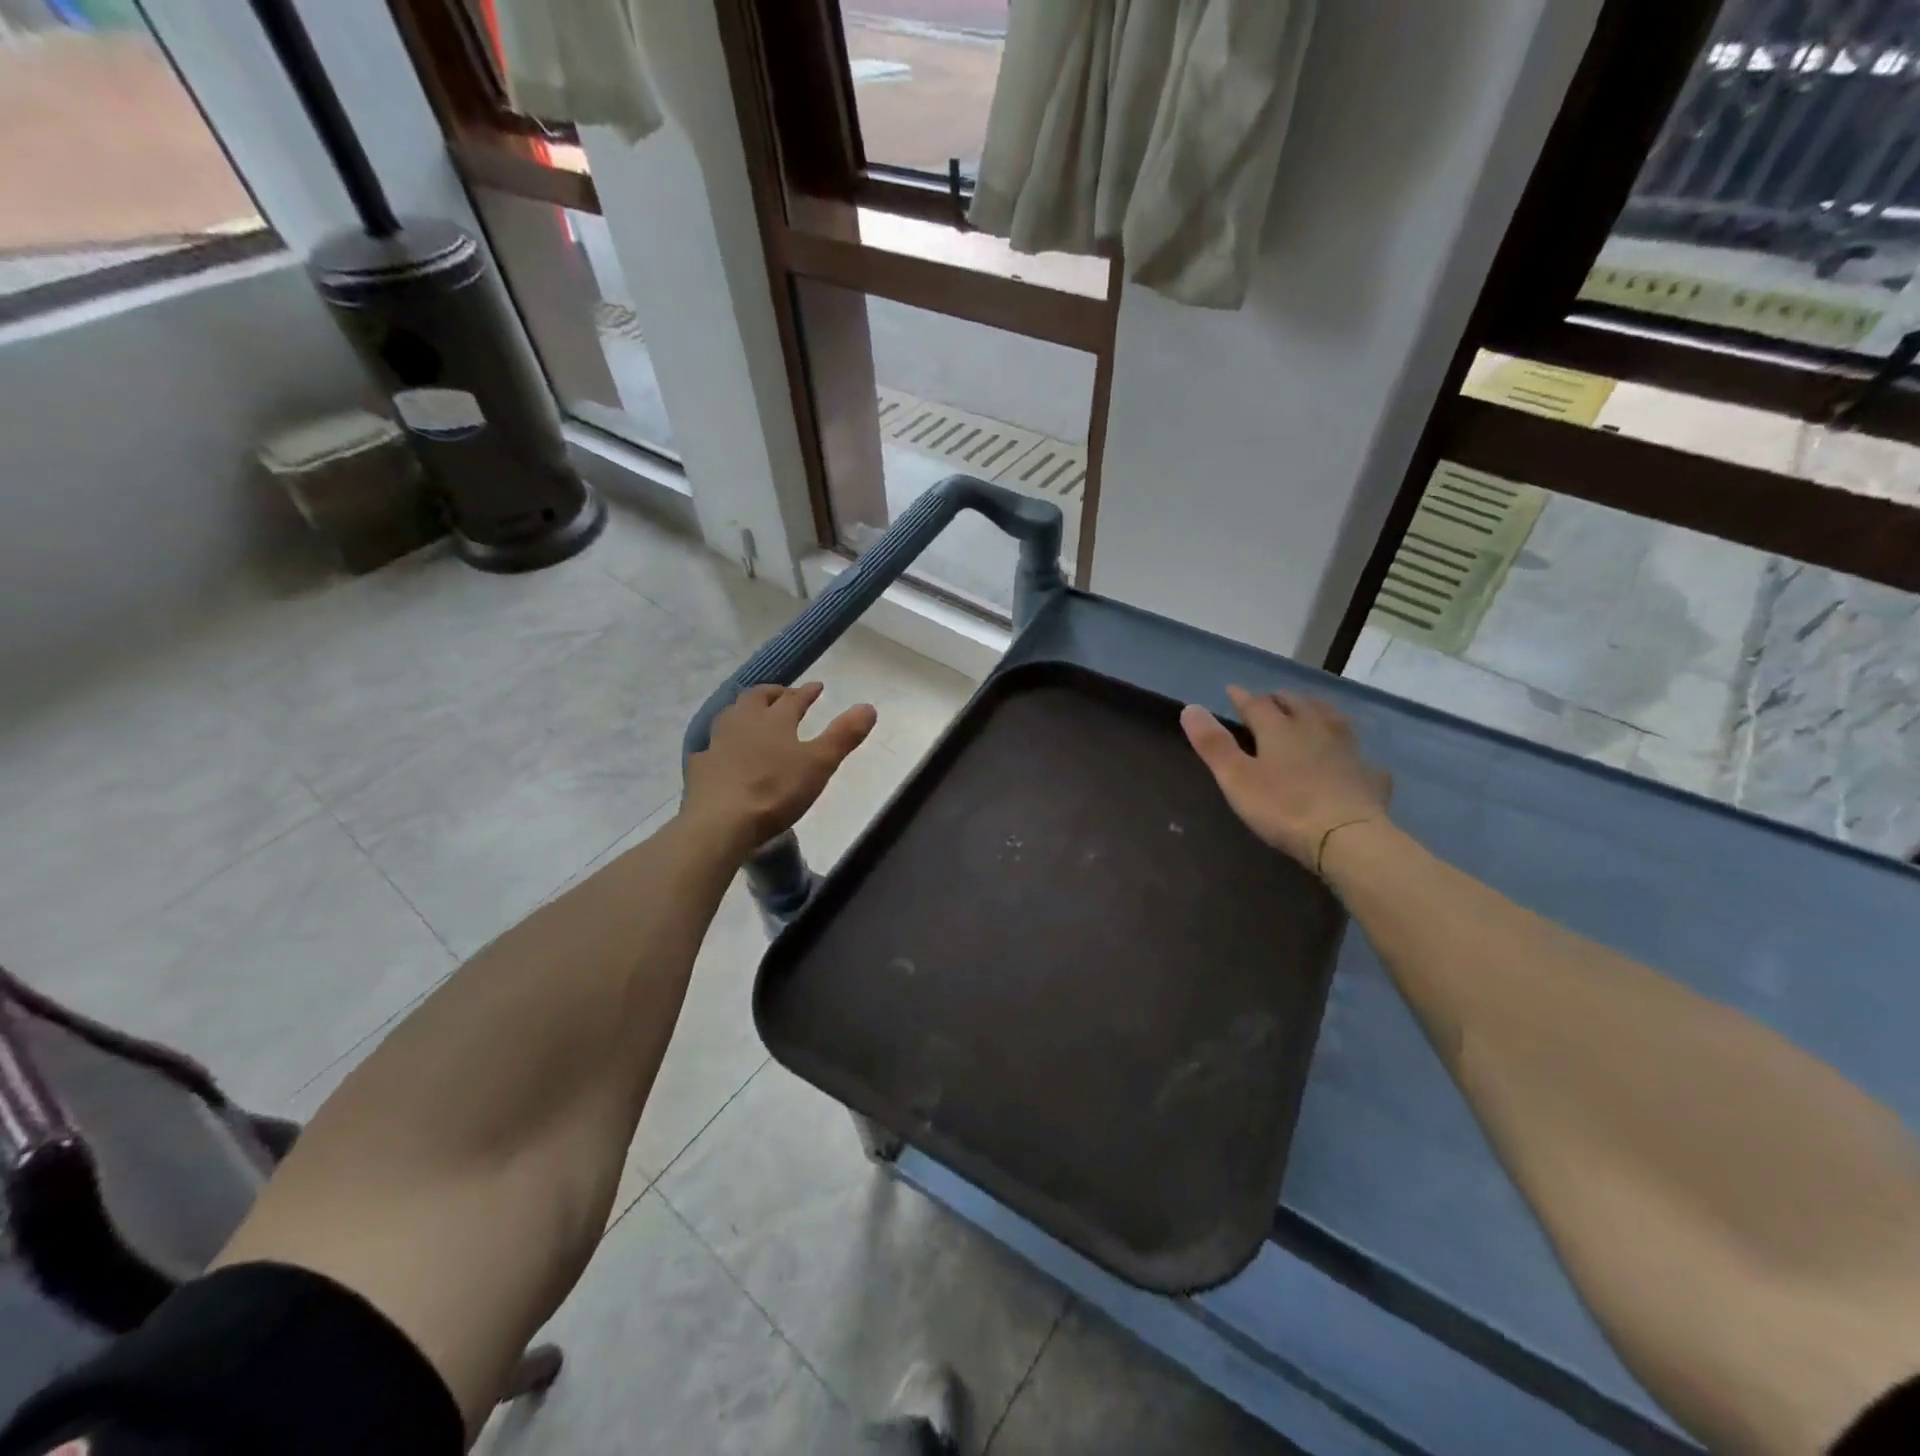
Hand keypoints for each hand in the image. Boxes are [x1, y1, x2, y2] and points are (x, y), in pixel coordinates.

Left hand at [684, 683, 876, 855]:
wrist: (720, 821)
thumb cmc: (775, 790)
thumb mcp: (819, 764)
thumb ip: (843, 735)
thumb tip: (869, 707)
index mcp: (775, 719)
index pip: (793, 698)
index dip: (807, 692)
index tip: (817, 687)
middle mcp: (743, 722)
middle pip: (757, 698)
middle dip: (773, 694)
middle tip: (783, 696)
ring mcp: (717, 743)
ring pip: (731, 716)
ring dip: (745, 712)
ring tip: (754, 718)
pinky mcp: (700, 766)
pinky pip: (713, 747)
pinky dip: (723, 744)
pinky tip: (725, 754)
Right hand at [1181, 688, 1391, 870]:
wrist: (1346, 837)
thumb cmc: (1282, 807)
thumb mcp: (1236, 778)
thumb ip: (1213, 743)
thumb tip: (1190, 708)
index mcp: (1279, 729)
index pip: (1257, 704)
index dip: (1242, 697)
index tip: (1232, 691)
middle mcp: (1315, 729)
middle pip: (1298, 704)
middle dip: (1281, 699)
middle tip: (1271, 701)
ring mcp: (1347, 750)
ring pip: (1332, 719)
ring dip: (1318, 711)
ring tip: (1311, 712)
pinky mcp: (1370, 775)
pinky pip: (1359, 755)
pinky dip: (1350, 751)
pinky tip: (1350, 758)